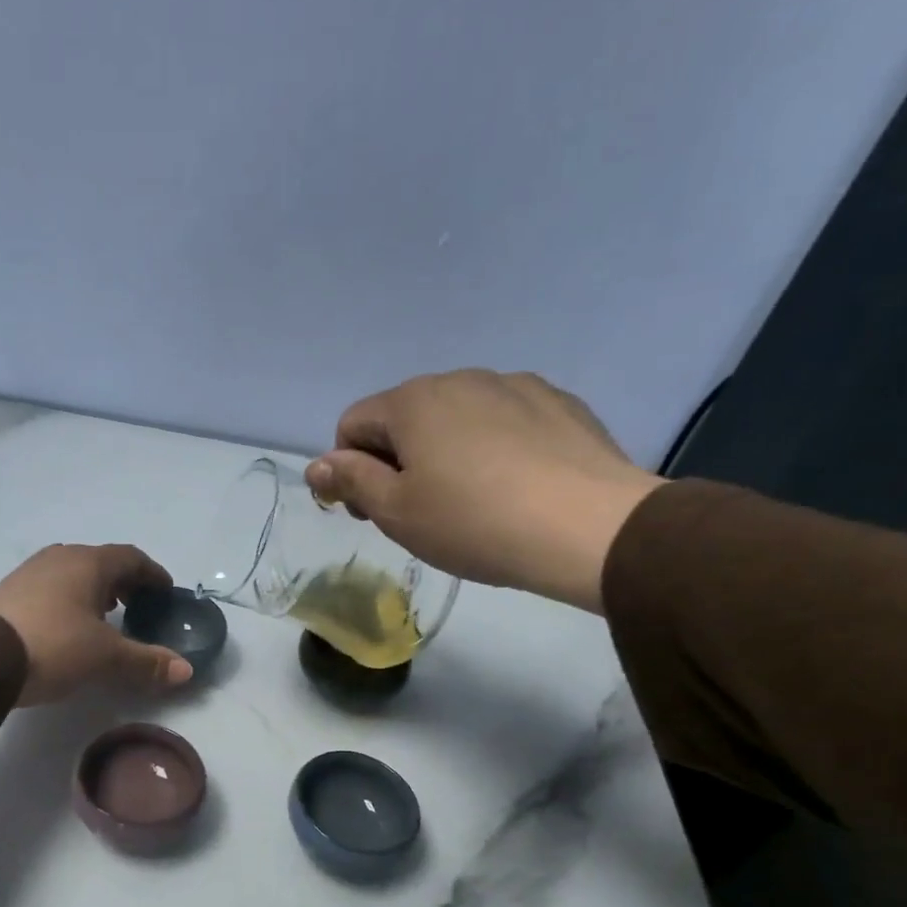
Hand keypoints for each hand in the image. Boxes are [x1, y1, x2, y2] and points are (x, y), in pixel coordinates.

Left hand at [0, 544, 194, 705]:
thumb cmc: (55, 646)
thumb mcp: (106, 657)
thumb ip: (147, 661)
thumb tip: (186, 670)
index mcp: (88, 563)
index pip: (131, 557)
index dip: (153, 574)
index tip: (165, 591)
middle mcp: (60, 557)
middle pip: (101, 562)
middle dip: (123, 582)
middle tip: (137, 606)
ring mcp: (30, 572)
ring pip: (73, 573)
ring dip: (94, 590)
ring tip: (105, 616)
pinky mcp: (9, 591)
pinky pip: (51, 586)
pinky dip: (69, 598)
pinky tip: (68, 624)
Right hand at [305, 370, 664, 612]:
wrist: (589, 527)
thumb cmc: (473, 522)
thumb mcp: (396, 512)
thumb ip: (350, 481)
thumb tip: (316, 465)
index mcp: (412, 401)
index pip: (352, 425)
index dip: (349, 470)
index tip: (372, 511)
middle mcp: (460, 378)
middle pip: (404, 417)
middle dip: (397, 459)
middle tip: (419, 512)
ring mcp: (515, 385)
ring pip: (456, 417)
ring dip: (445, 452)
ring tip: (472, 501)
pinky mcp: (559, 403)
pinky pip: (504, 421)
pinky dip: (493, 447)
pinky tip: (514, 486)